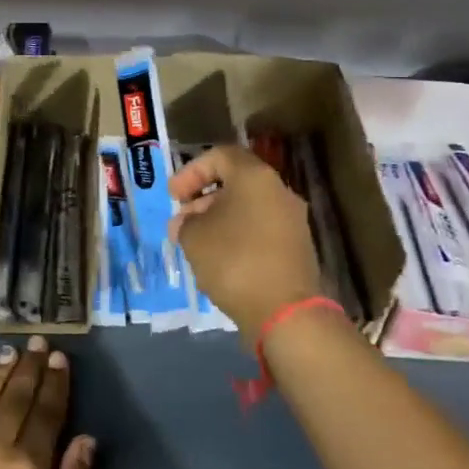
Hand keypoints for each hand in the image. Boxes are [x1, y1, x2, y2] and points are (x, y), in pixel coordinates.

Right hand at [169, 145, 323, 332]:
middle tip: (180, 221)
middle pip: (235, 182)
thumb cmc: (234, 261)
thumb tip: (188, 222)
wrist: (285, 312)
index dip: (191, 171)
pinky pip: (259, 230)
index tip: (173, 196)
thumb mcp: (194, 237)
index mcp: (255, 177)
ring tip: (194, 242)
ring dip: (218, 219)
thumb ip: (185, 222)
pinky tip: (218, 258)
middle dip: (202, 198)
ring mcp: (292, 221)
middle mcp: (279, 191)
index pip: (220, 156)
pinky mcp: (295, 248)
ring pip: (248, 207)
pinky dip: (236, 235)